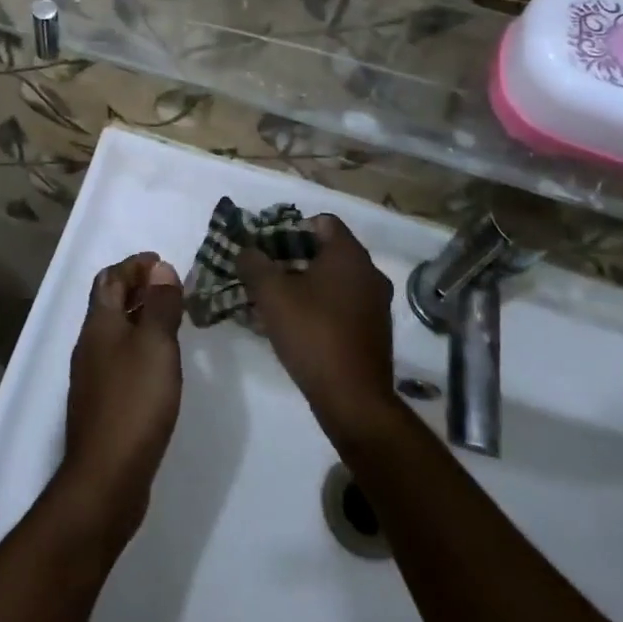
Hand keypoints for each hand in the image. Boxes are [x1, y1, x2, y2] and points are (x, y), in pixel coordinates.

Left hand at [56, 252, 184, 550]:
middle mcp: (90, 344)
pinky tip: (159, 362)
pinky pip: (119, 357)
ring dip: (139, 316)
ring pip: (114, 331)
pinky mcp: (101, 402)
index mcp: (99, 324)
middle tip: (170, 286)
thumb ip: (160, 305)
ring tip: (171, 318)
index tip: (162, 261)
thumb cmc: (134, 402)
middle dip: (136, 287)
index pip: (110, 278)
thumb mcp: (156, 345)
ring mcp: (92, 376)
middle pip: (108, 302)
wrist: (105, 478)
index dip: (134, 265)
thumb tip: (160, 268)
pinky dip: (138, 344)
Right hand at [237, 215, 398, 441]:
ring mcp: (375, 304)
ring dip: (303, 285)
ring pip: (333, 281)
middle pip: (326, 251)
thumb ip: (254, 264)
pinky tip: (294, 327)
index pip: (321, 221)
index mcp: (349, 255)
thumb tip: (246, 250)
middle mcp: (369, 272)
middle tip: (263, 274)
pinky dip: (318, 307)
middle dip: (291, 259)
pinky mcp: (374, 331)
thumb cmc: (313, 334)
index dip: (290, 228)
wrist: (354, 400)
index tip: (266, 247)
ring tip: (272, 302)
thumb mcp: (272, 294)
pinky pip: (342, 306)